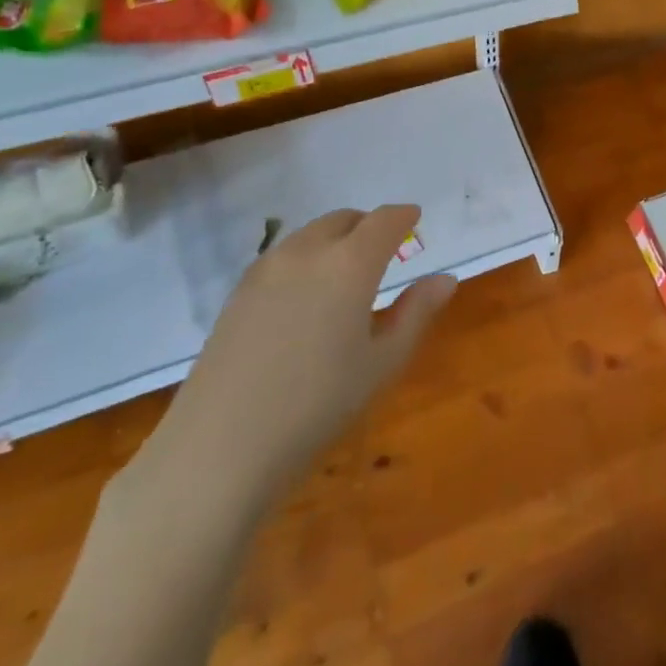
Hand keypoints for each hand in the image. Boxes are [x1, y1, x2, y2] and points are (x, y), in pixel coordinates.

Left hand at [138, 204, 456, 513]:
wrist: (219, 448)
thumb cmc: (317, 404)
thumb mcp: (382, 362)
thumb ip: (416, 313)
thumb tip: (446, 279)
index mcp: (350, 263)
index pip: (384, 220)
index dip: (403, 217)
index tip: (414, 220)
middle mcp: (307, 252)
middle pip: (344, 219)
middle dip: (369, 226)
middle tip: (385, 250)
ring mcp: (266, 270)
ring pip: (310, 234)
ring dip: (336, 239)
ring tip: (347, 274)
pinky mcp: (238, 293)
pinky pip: (283, 257)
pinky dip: (307, 259)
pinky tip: (307, 297)